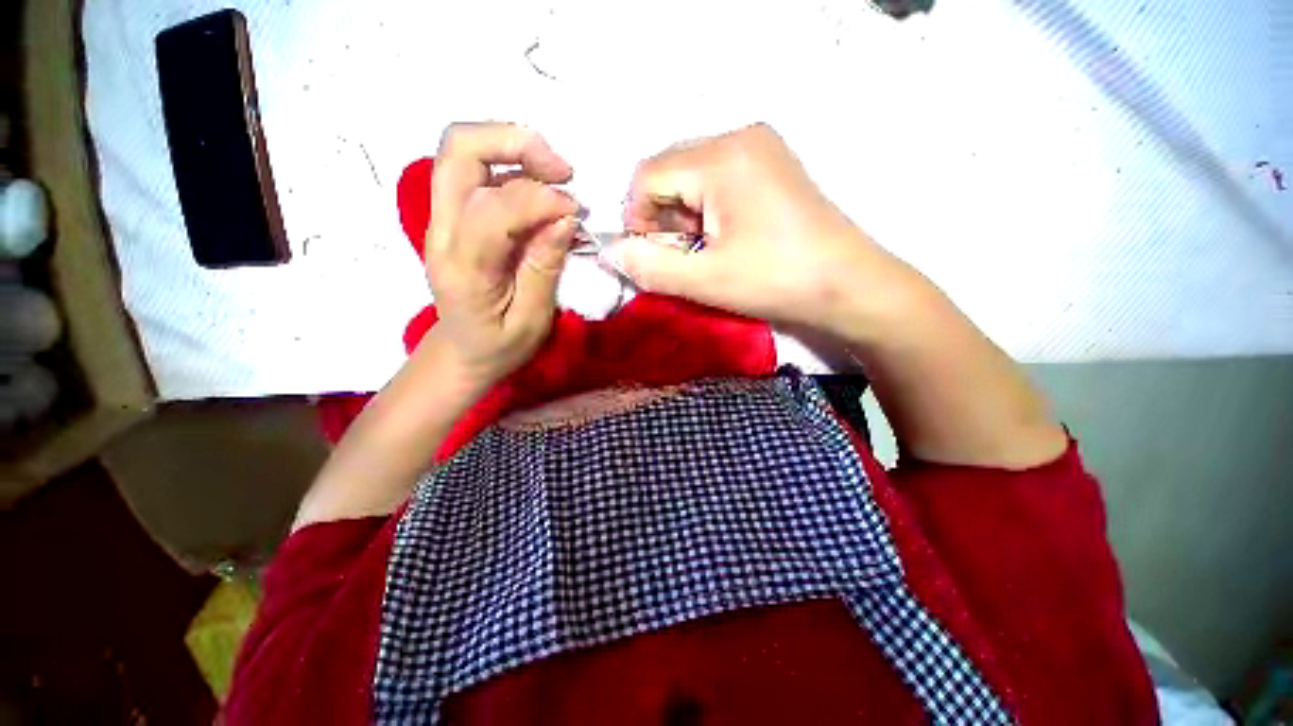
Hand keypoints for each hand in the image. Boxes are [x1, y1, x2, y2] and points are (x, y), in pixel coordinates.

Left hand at [425, 123, 579, 388]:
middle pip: (458, 150)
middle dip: (516, 144)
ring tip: (556, 175)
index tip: (575, 212)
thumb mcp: (531, 320)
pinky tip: (540, 189)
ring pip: (462, 151)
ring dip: (514, 148)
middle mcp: (441, 231)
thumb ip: (544, 268)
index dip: (539, 199)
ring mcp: (441, 218)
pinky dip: (512, 165)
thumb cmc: (500, 346)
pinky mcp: (453, 216)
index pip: (493, 209)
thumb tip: (563, 218)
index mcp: (463, 268)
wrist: (462, 351)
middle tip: (562, 171)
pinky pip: (474, 170)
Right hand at [607, 124, 915, 338]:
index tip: (651, 256)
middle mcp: (740, 137)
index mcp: (722, 157)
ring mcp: (760, 148)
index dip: (638, 218)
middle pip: (670, 171)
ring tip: (705, 251)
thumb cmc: (777, 280)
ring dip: (684, 215)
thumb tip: (614, 252)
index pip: (648, 175)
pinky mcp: (771, 166)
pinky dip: (707, 209)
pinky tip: (724, 237)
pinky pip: (718, 179)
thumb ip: (652, 267)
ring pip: (692, 176)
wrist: (849, 285)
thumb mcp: (706, 281)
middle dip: (662, 217)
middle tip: (682, 256)